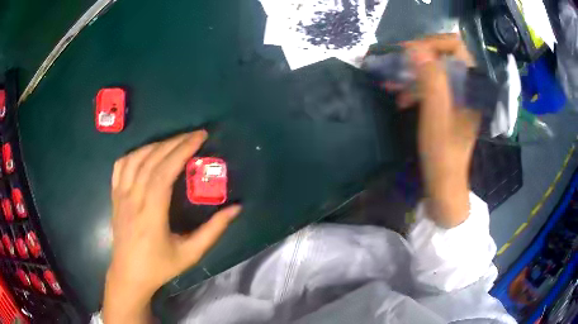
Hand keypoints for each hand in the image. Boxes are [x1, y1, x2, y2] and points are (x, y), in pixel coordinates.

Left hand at [103, 131, 241, 322]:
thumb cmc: (159, 266)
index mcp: (151, 213)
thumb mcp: (190, 254)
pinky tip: (146, 153)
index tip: (200, 137)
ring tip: (174, 142)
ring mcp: (120, 195)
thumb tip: (236, 209)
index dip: (182, 150)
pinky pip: (120, 166)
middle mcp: (133, 198)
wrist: (129, 275)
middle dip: (174, 142)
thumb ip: (213, 231)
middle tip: (194, 134)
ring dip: (156, 145)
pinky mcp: (114, 196)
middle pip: (151, 160)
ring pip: (135, 159)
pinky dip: (134, 153)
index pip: (164, 172)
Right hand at [390, 34, 480, 227]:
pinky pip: (432, 87)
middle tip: (394, 64)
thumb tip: (415, 48)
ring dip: (412, 74)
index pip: (454, 46)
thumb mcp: (435, 114)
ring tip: (390, 83)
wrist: (445, 183)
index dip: (431, 43)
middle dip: (417, 57)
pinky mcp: (449, 107)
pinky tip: (400, 98)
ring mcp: (458, 97)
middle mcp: (467, 87)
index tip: (407, 52)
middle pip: (442, 56)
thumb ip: (430, 79)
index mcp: (470, 85)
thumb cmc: (442, 151)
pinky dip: (415, 88)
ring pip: (435, 71)